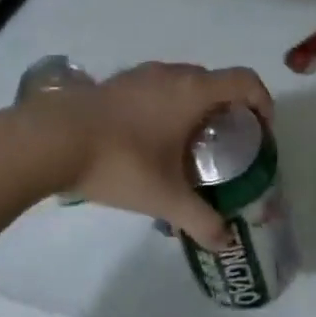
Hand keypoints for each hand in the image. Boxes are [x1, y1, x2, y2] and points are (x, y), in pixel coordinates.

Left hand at [35, 63, 273, 249]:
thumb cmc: (120, 161)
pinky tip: (149, 142)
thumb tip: (225, 242)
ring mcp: (142, 74)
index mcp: (192, 91)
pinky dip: (168, 107)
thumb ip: (200, 220)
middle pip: (216, 82)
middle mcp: (172, 74)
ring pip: (184, 84)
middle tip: (225, 147)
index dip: (263, 102)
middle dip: (229, 110)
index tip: (262, 132)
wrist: (52, 138)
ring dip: (196, 108)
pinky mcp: (118, 82)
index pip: (245, 81)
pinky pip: (158, 88)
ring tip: (187, 147)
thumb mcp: (164, 197)